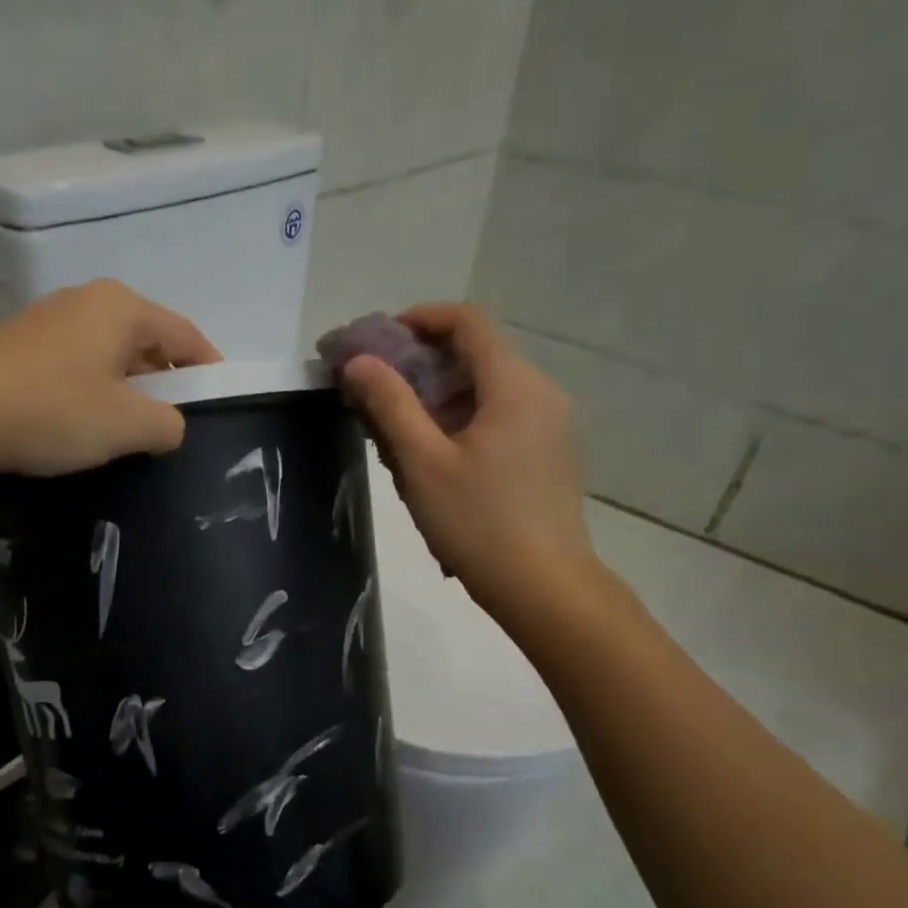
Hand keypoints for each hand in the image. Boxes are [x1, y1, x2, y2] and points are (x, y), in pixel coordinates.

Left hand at [0, 280, 220, 480]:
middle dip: (166, 381)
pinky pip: (76, 364)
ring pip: (109, 353)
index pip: (184, 334)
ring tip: (132, 429)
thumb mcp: (127, 426)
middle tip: (175, 422)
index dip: (209, 367)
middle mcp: (86, 301)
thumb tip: (171, 425)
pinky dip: (94, 390)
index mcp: (121, 308)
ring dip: (128, 388)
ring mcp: (48, 320)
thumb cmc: (52, 411)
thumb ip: (168, 425)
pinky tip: (86, 423)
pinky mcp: (19, 345)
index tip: (221, 399)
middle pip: (146, 340)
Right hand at [341, 304, 597, 617]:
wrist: (545, 588)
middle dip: (420, 363)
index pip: (466, 321)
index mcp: (514, 385)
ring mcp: (549, 425)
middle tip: (374, 389)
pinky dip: (460, 419)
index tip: (377, 342)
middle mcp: (540, 393)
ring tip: (394, 429)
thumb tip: (357, 362)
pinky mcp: (547, 454)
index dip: (418, 319)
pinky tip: (432, 456)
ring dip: (437, 396)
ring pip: (485, 388)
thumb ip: (389, 405)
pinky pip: (498, 417)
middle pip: (476, 353)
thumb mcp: (422, 463)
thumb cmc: (479, 523)